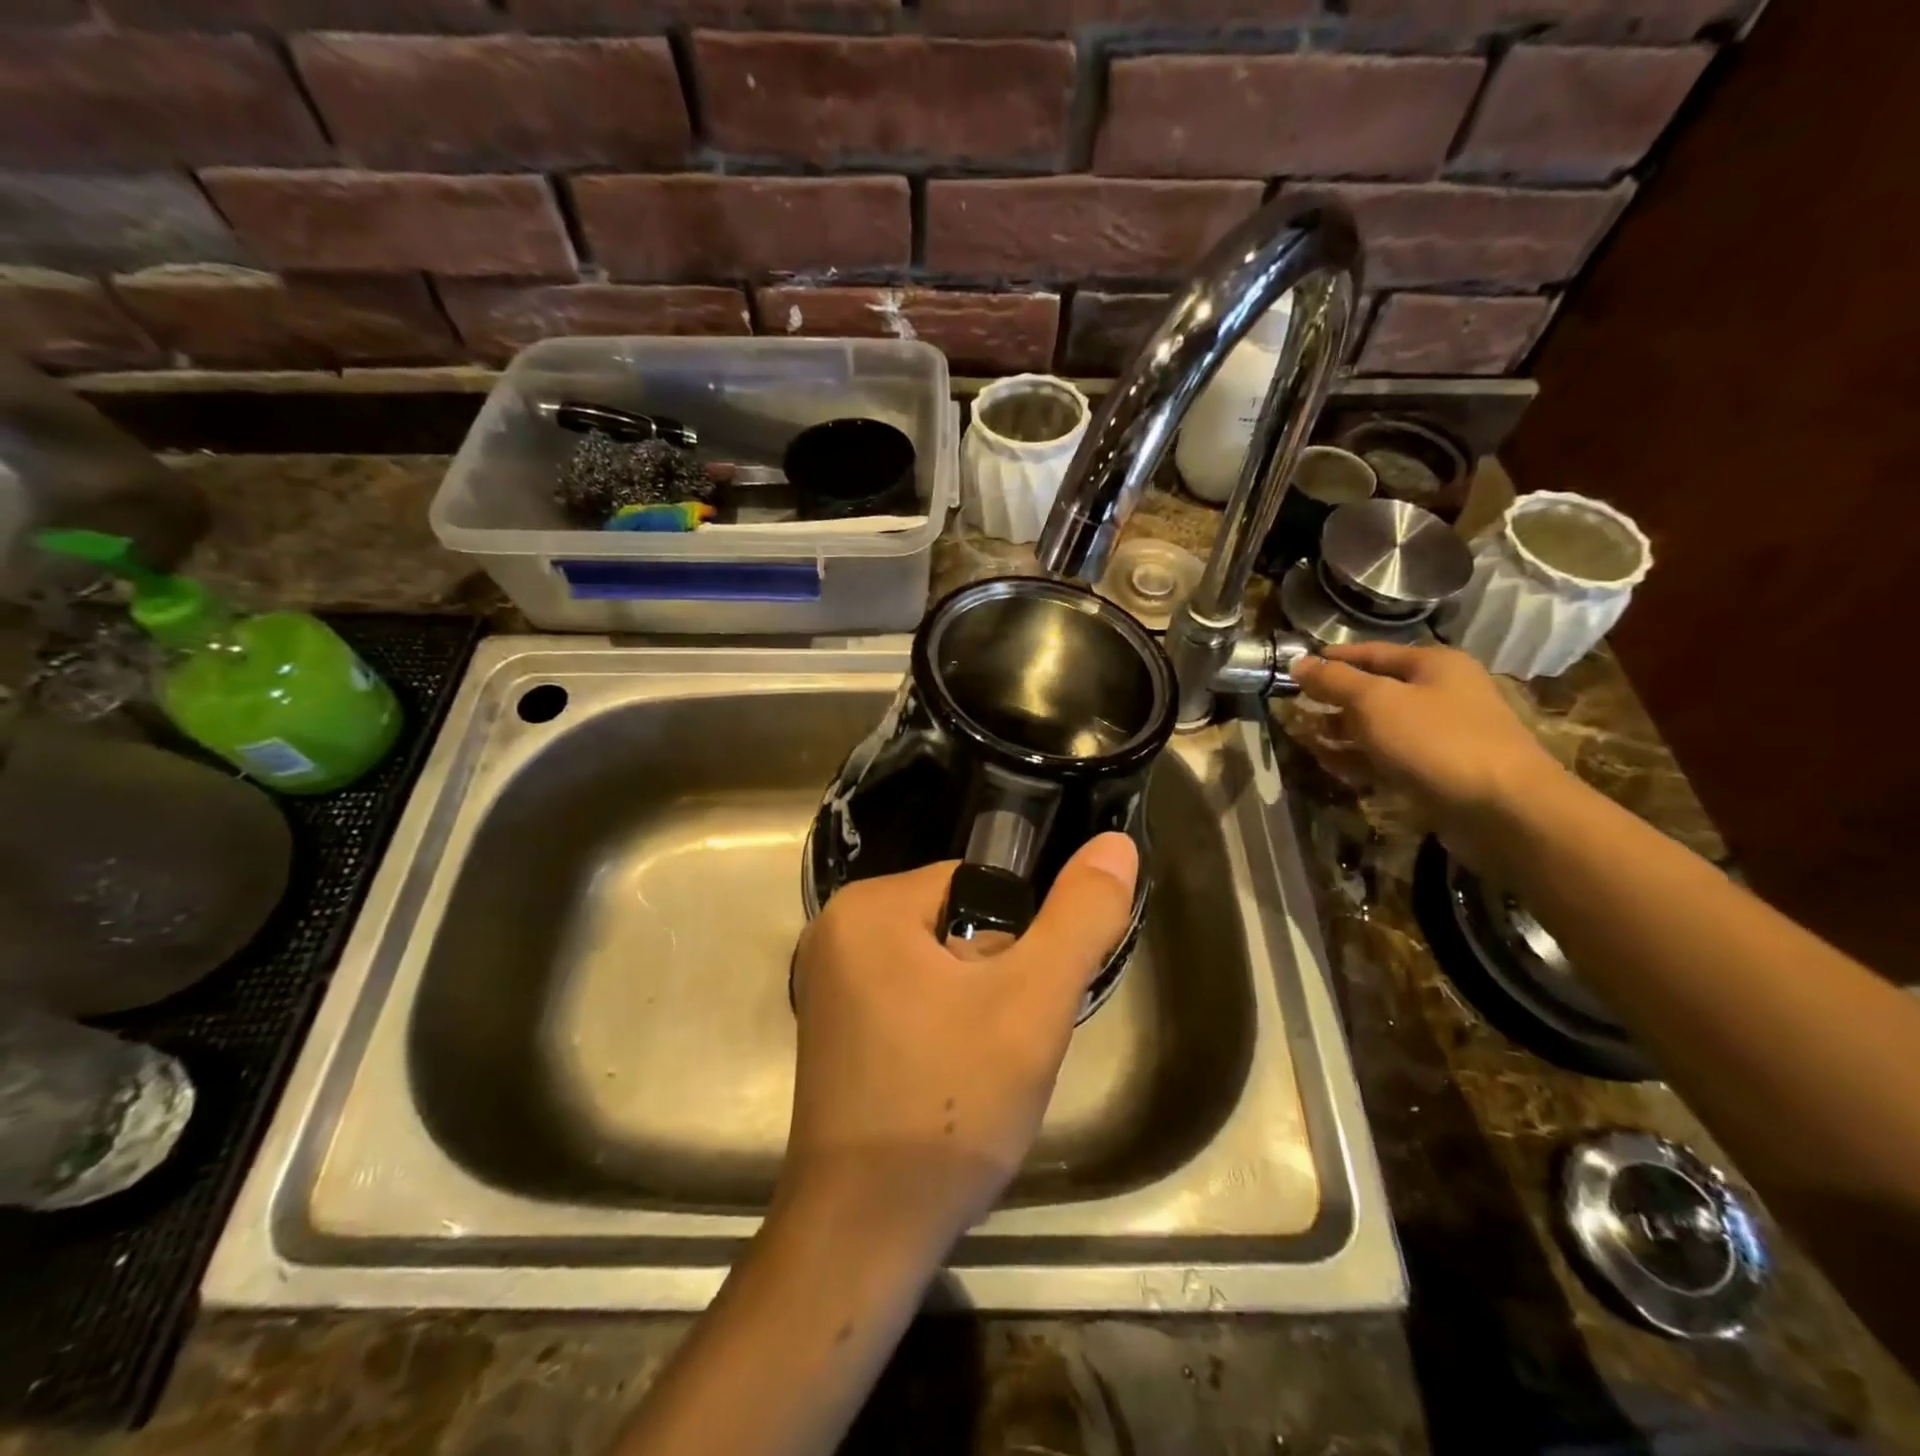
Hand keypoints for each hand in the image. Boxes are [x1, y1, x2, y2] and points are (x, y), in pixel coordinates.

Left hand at [785, 834, 1138, 1252]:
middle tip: (999, 1046)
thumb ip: (1079, 919)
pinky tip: (947, 1083)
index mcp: (867, 907)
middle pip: (954, 924)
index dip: (1015, 942)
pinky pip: (909, 999)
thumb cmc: (949, 1107)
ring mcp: (826, 984)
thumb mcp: (1032, 1006)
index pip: (973, 886)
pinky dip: (940, 1030)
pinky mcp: (832, 1030)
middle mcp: (834, 932)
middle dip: (994, 979)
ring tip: (976, 1071)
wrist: (865, 1236)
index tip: (1018, 1006)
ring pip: (937, 966)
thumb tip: (1115, 844)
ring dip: (973, 1009)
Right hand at [1290, 642, 1566, 864]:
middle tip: (1292, 707)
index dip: (1332, 659)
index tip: (1294, 668)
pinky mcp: (1436, 772)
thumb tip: (1298, 663)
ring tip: (1302, 739)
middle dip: (1333, 699)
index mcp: (1433, 665)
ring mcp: (1440, 735)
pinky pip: (1388, 758)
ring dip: (1340, 732)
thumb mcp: (1375, 702)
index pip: (1371, 652)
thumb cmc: (1436, 741)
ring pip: (1378, 727)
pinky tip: (1330, 765)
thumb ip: (1333, 681)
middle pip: (1375, 690)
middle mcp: (1440, 694)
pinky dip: (1359, 758)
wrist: (1503, 810)